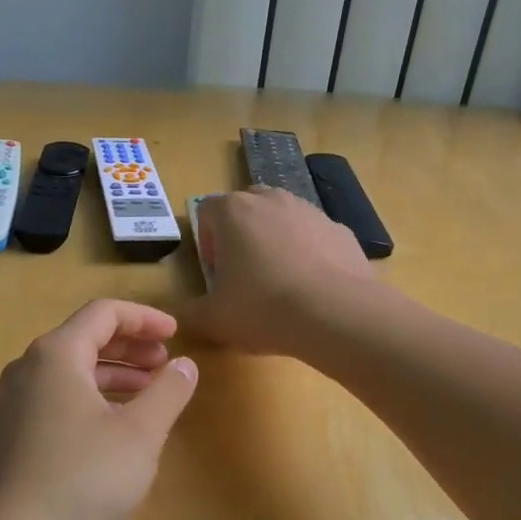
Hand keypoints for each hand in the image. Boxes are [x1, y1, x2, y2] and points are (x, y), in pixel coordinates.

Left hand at [0, 300, 198, 519]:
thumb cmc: (82, 479)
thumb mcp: (140, 434)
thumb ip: (168, 392)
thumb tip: (185, 364)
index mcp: (57, 354)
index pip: (104, 313)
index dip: (145, 318)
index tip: (177, 334)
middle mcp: (30, 367)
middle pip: (86, 337)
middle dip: (131, 345)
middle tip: (167, 362)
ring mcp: (17, 401)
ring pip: (73, 369)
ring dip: (115, 373)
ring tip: (151, 391)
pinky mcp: (15, 433)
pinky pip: (60, 396)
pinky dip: (94, 396)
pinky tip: (118, 424)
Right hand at [183, 187, 375, 355]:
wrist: (336, 314)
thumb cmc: (263, 309)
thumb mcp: (214, 320)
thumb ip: (189, 314)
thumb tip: (180, 317)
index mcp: (233, 211)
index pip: (206, 210)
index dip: (205, 240)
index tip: (215, 271)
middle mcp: (271, 200)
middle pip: (246, 207)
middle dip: (240, 234)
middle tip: (243, 273)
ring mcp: (310, 211)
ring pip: (282, 218)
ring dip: (275, 241)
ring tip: (280, 282)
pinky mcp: (340, 229)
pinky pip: (314, 236)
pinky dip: (309, 254)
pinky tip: (312, 288)